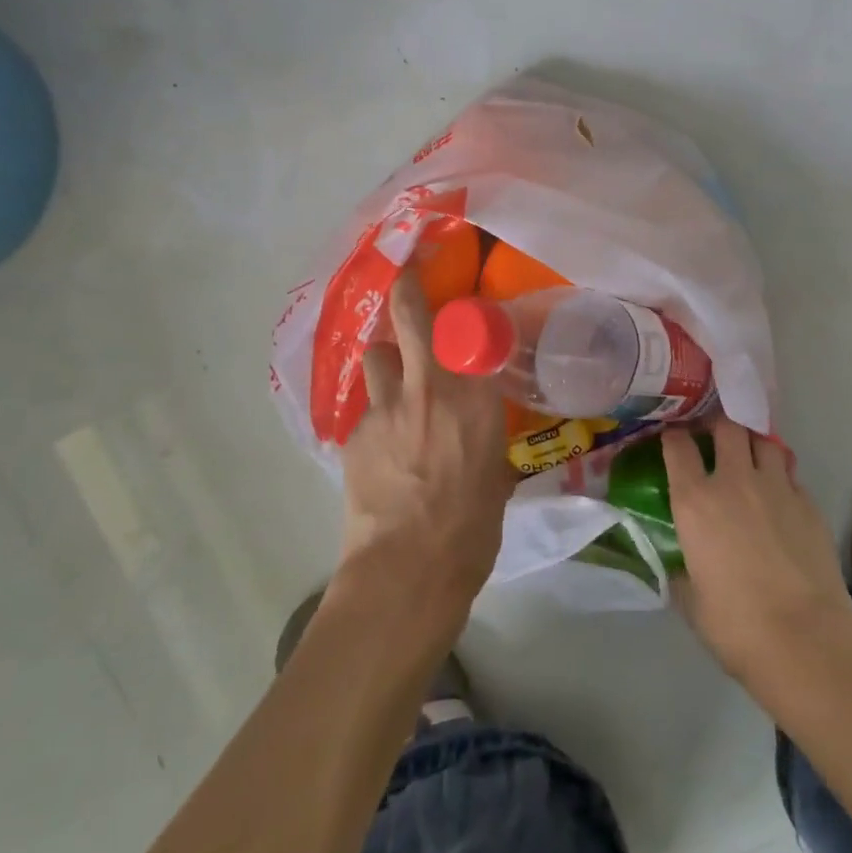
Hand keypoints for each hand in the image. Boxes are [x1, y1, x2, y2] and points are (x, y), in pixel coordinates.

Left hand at [334, 273, 516, 620]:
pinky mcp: (354, 432)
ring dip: (386, 363)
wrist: (408, 570)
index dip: (466, 312)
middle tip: (405, 282)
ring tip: (394, 385)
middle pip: (409, 315)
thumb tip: (478, 427)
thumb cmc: (471, 528)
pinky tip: (381, 451)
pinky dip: (376, 418)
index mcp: (476, 397)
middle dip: (406, 291)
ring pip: (376, 357)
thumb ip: (485, 435)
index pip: (472, 329)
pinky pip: (366, 409)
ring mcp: (385, 406)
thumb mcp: (497, 473)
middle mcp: (429, 386)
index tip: (464, 307)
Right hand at [664, 418, 851, 683]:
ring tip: (749, 456)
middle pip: (725, 426)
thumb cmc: (736, 625)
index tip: (672, 438)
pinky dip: (780, 474)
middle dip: (717, 425)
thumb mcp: (691, 601)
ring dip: (752, 442)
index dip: (672, 436)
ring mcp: (776, 487)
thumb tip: (680, 566)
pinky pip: (790, 472)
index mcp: (694, 501)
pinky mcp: (808, 502)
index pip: (677, 446)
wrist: (806, 639)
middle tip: (713, 437)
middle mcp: (733, 481)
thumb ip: (681, 572)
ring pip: (763, 440)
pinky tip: (779, 494)